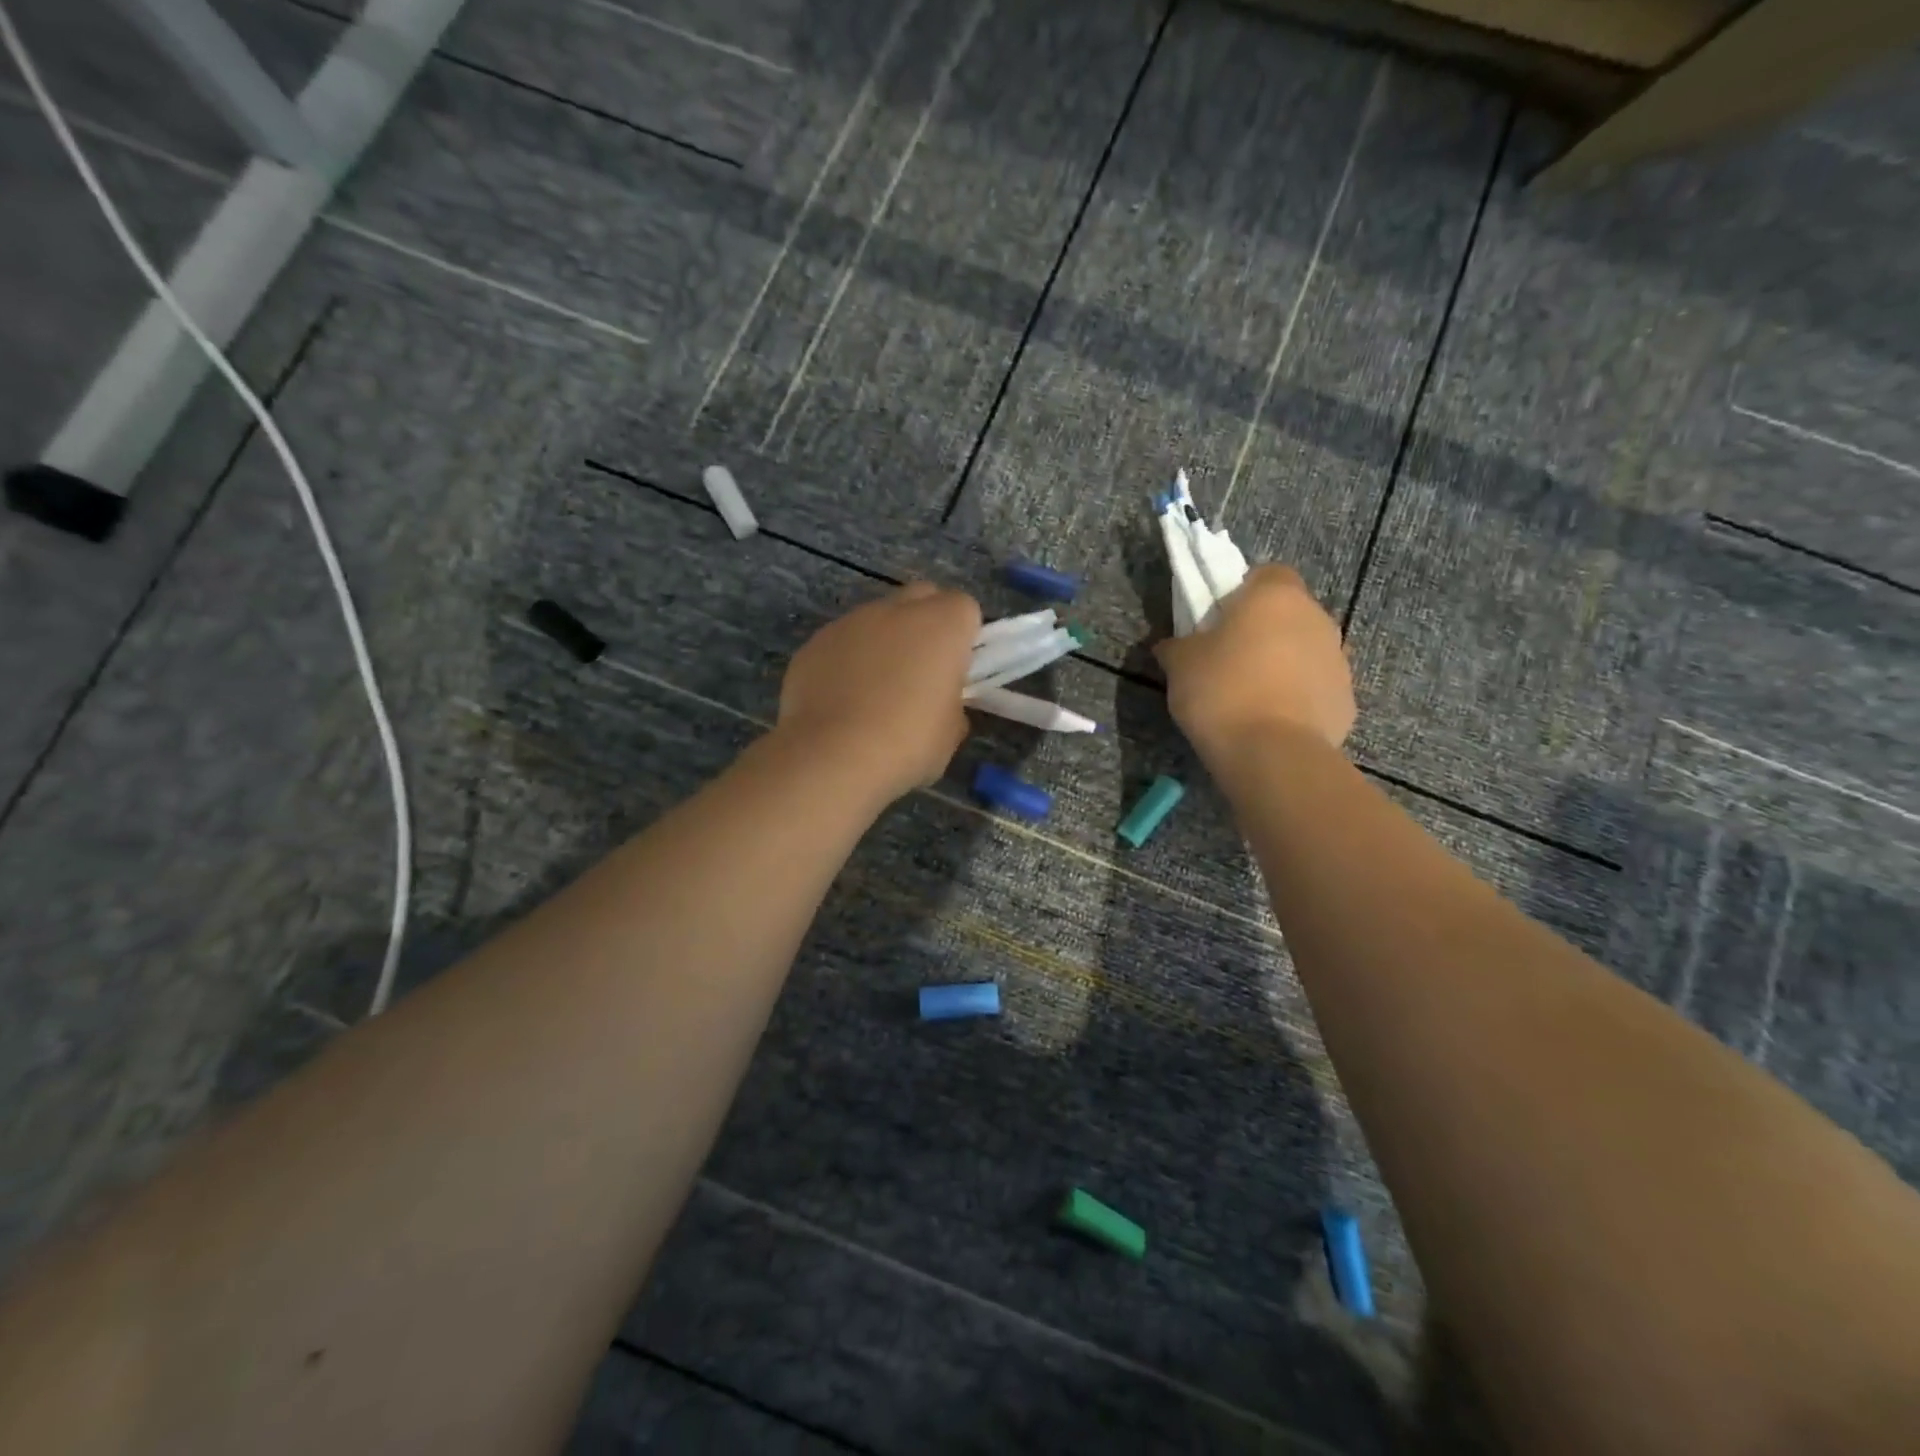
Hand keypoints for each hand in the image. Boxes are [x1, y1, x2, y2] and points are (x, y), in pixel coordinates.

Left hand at [775, 581, 981, 801]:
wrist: (833, 757)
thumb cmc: (907, 744)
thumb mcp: (950, 733)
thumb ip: (951, 704)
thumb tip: (939, 704)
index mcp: (942, 626)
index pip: (964, 608)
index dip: (963, 636)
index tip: (957, 669)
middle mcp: (897, 610)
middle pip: (920, 597)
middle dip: (925, 625)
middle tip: (921, 671)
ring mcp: (851, 622)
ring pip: (877, 619)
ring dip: (883, 643)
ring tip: (874, 692)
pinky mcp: (815, 643)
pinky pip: (841, 643)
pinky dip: (847, 661)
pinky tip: (841, 701)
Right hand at [1154, 564, 1354, 760]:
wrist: (1272, 754)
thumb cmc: (1222, 692)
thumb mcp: (1179, 664)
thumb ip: (1177, 645)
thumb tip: (1173, 646)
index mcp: (1276, 596)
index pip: (1266, 574)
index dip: (1242, 593)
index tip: (1218, 619)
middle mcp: (1316, 618)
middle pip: (1288, 613)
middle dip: (1263, 629)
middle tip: (1228, 658)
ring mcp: (1338, 659)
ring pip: (1304, 650)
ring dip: (1282, 663)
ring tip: (1249, 696)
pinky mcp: (1346, 700)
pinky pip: (1315, 688)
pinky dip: (1297, 698)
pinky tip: (1271, 721)